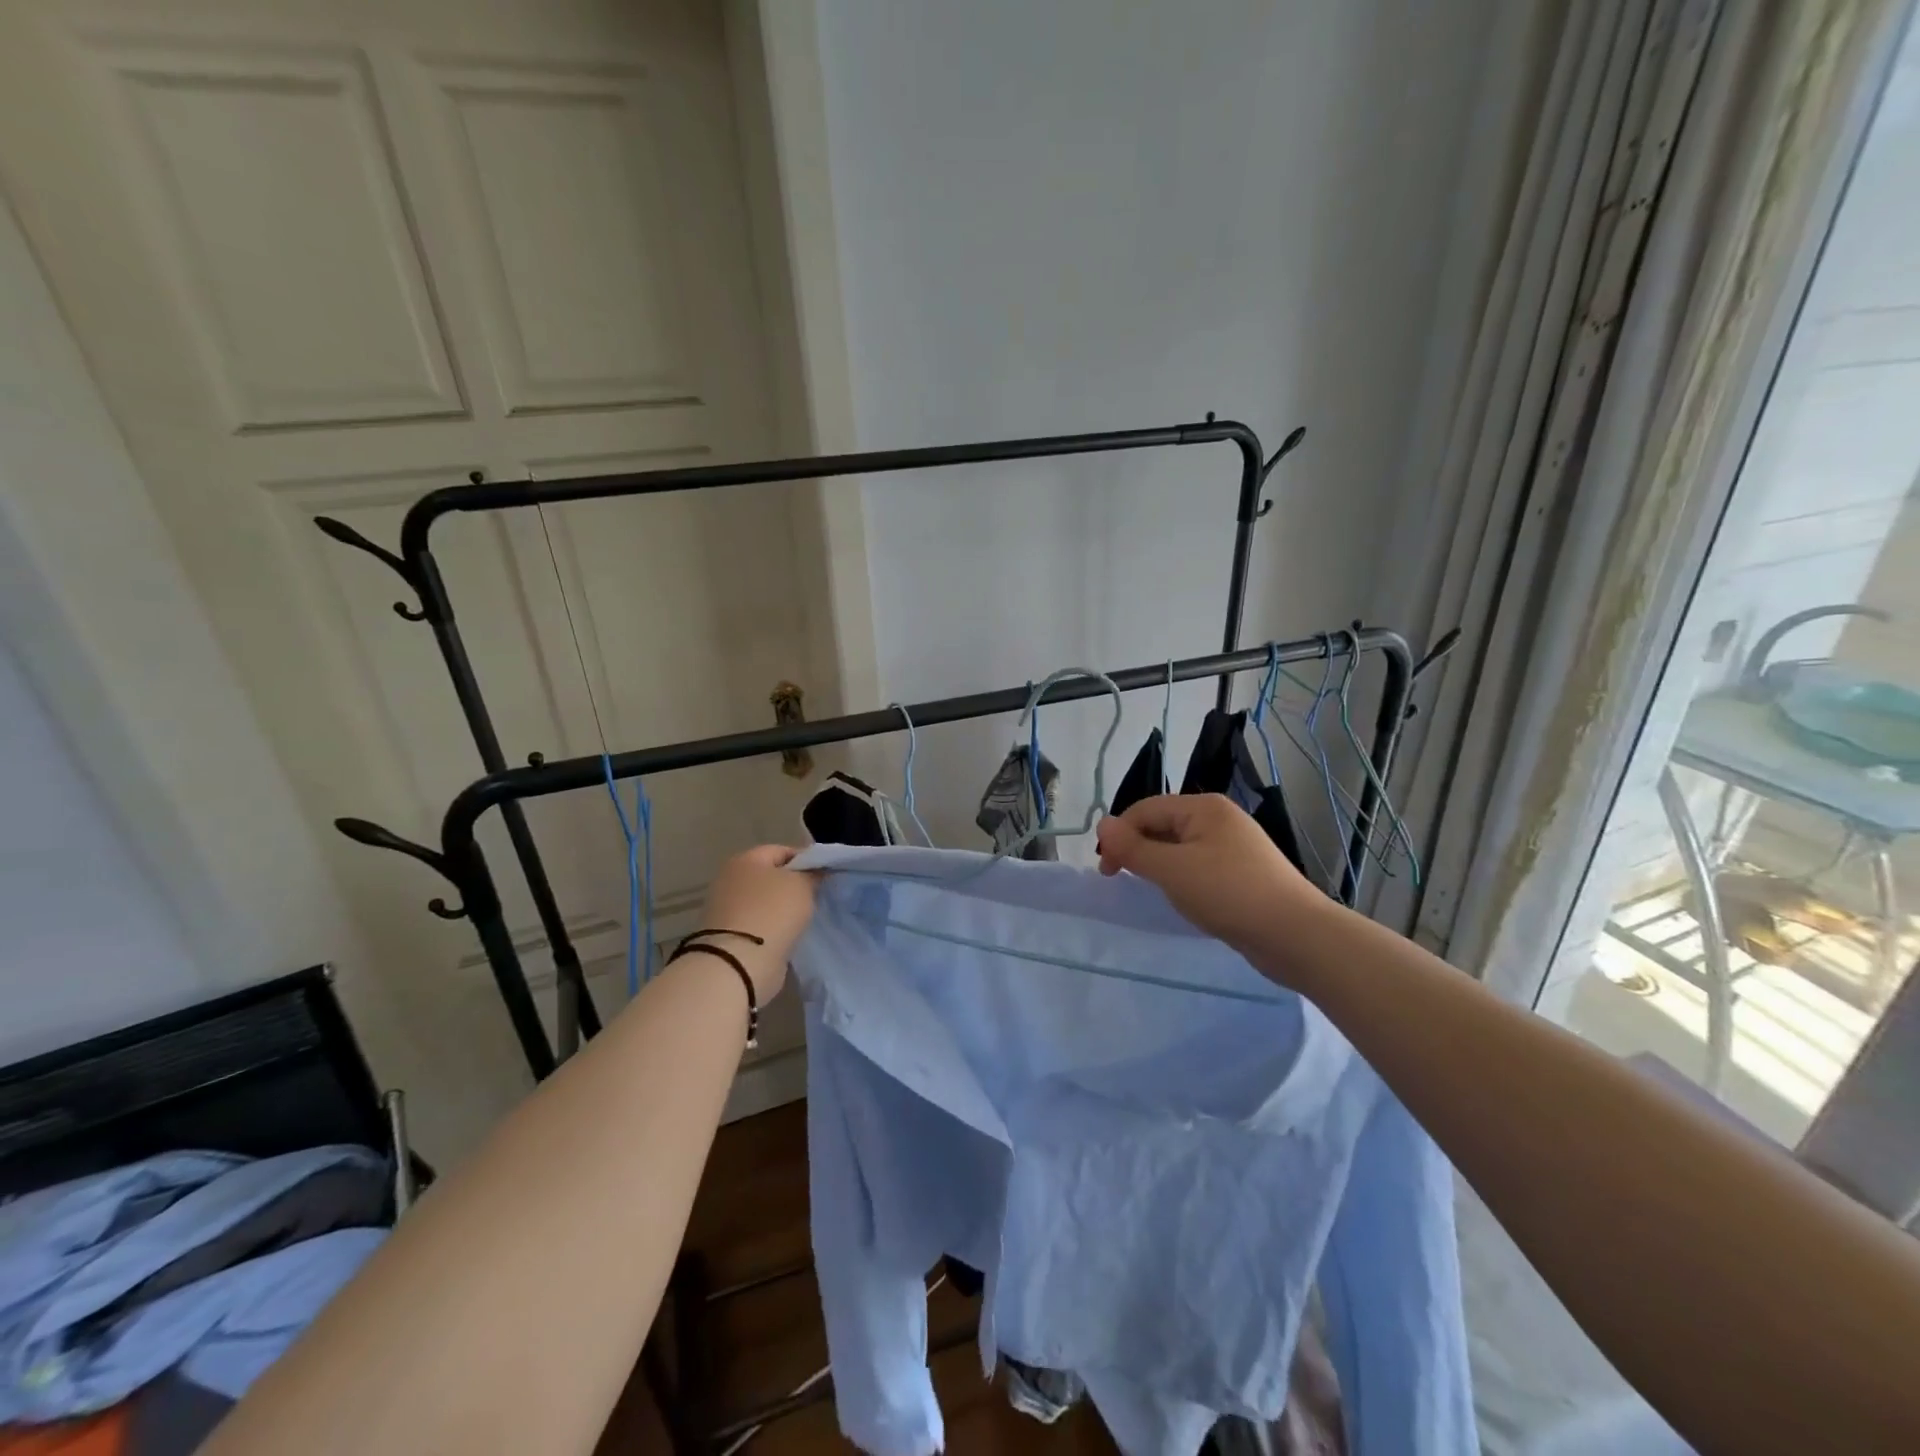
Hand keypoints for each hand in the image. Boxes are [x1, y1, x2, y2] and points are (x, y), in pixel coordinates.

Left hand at [695, 845, 816, 1001]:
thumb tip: (815, 871)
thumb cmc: (773, 912)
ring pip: (765, 901)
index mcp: (746, 859)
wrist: (740, 962)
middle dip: (794, 885)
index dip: (807, 860)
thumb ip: (812, 873)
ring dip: (783, 908)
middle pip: (771, 876)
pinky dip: (773, 927)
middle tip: (817, 896)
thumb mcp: (802, 885)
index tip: (825, 875)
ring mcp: (727, 909)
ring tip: (805, 918)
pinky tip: (789, 934)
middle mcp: (731, 879)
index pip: (783, 851)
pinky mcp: (729, 935)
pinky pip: (759, 923)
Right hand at [1095, 795, 1324, 961]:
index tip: (1108, 872)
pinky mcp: (1242, 872)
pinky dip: (1183, 878)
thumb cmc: (1228, 894)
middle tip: (1125, 881)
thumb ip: (1133, 848)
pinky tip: (1185, 899)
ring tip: (1156, 891)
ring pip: (1180, 848)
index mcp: (1203, 807)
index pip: (1145, 809)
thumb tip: (1102, 824)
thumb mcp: (1172, 870)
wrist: (1295, 935)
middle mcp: (1219, 819)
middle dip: (1139, 849)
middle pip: (1163, 825)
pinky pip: (1199, 866)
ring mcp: (1234, 845)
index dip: (1120, 835)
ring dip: (1160, 865)